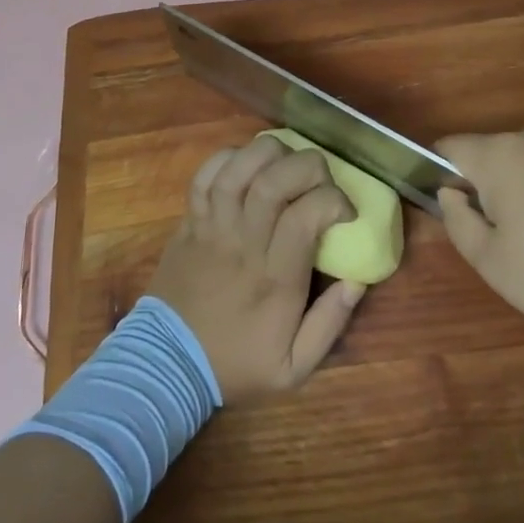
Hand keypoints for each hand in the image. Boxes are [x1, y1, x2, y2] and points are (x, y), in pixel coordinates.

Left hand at [148, 135, 362, 403]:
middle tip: (321, 178)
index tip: (346, 211)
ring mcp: (211, 229)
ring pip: (237, 171)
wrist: (166, 365)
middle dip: (307, 166)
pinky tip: (247, 163)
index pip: (304, 216)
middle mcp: (242, 244)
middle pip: (272, 183)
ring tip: (287, 159)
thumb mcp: (293, 369)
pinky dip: (227, 159)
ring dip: (268, 153)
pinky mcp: (190, 222)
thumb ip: (329, 325)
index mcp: (274, 279)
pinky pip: (204, 177)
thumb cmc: (235, 363)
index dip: (332, 200)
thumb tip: (357, 281)